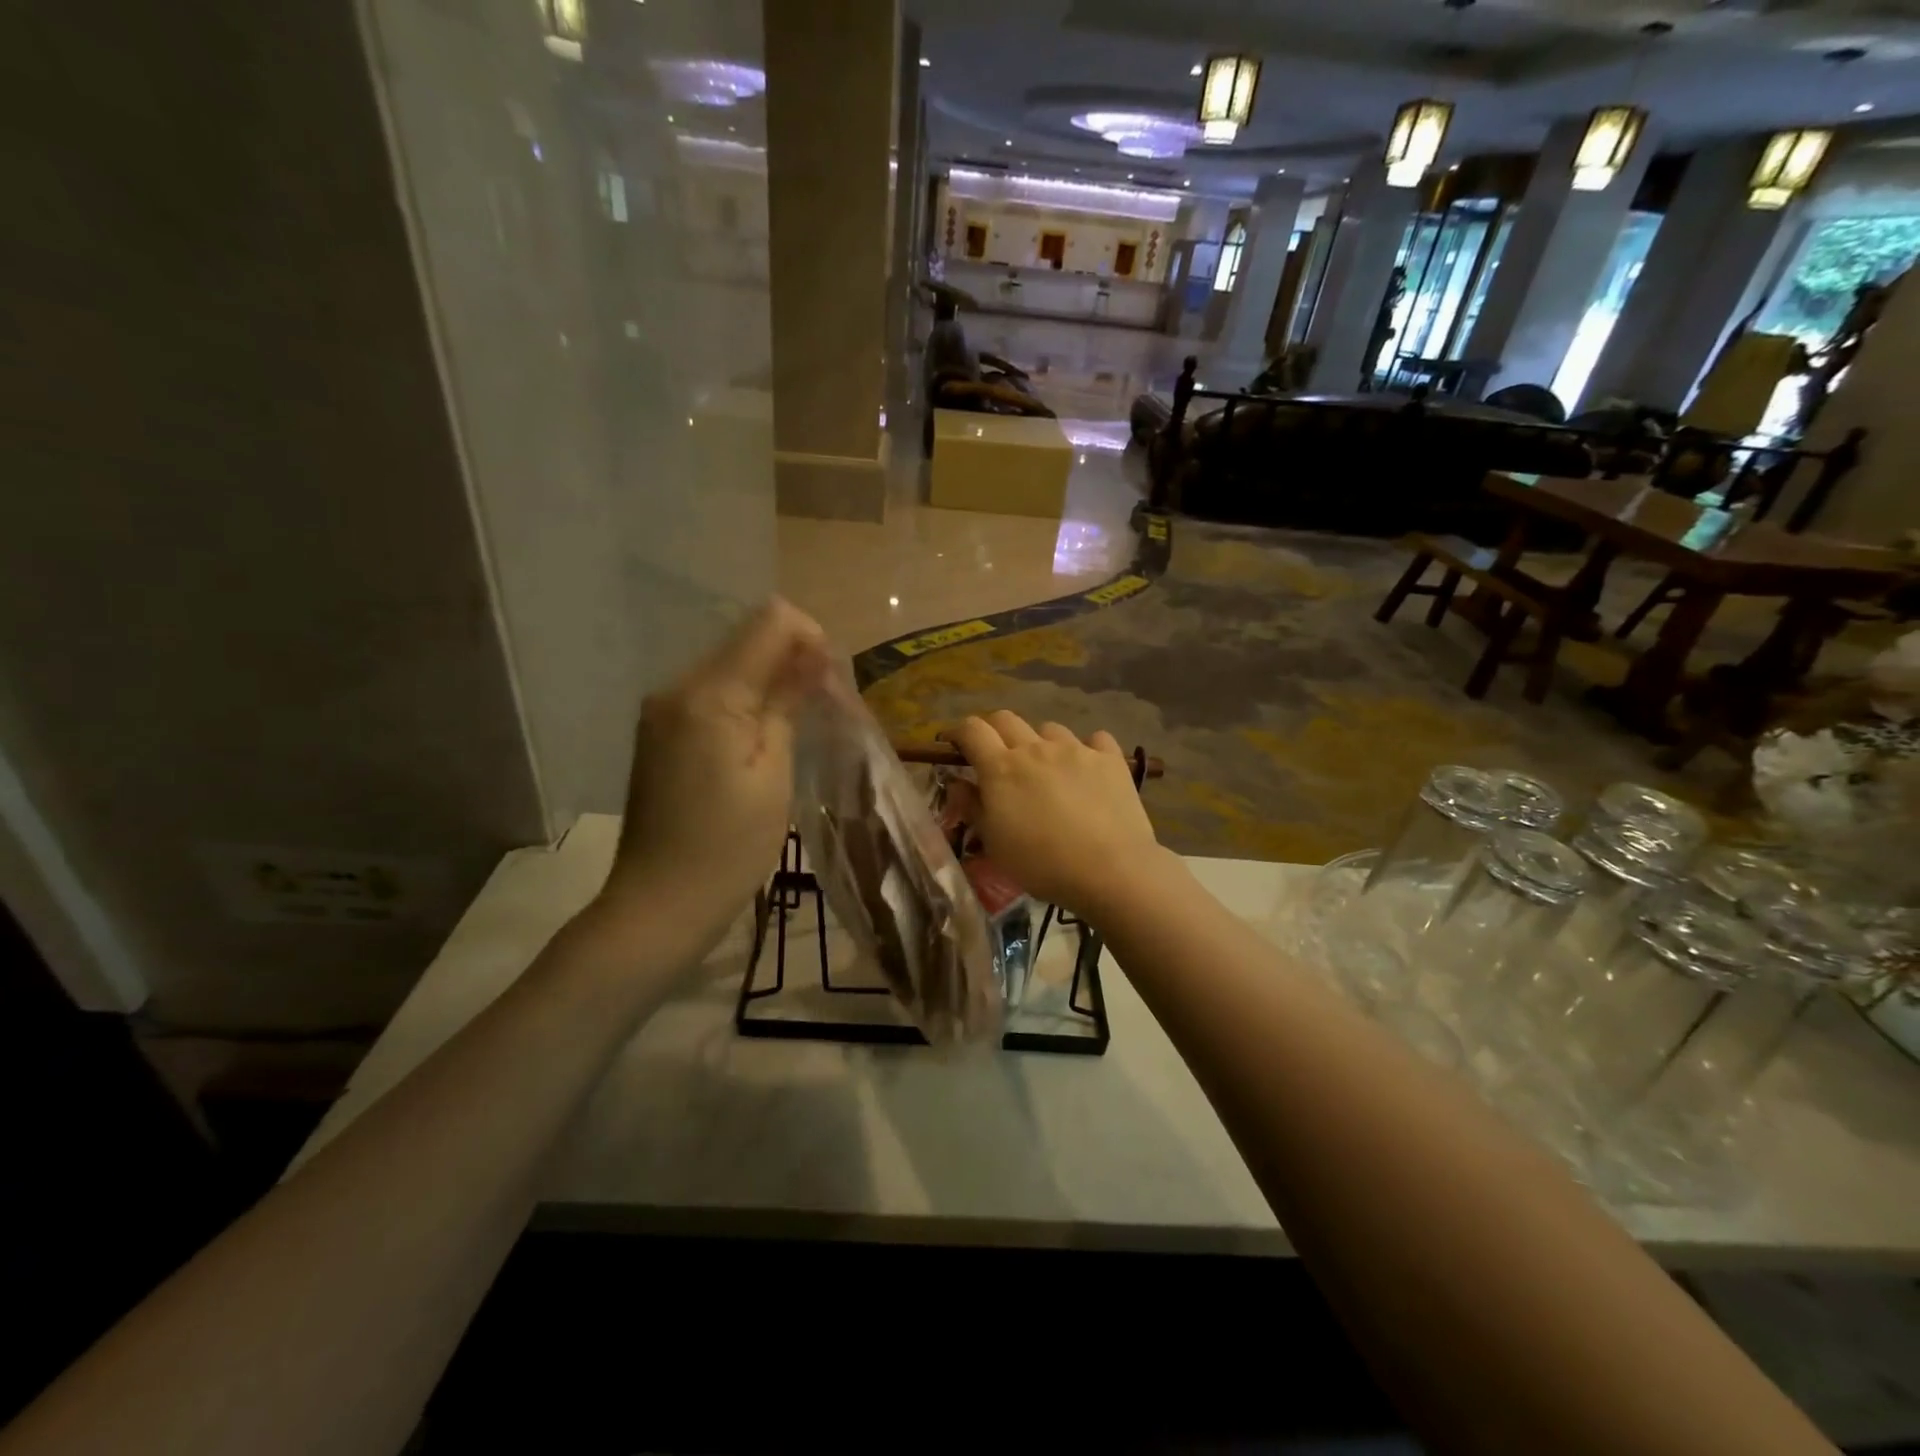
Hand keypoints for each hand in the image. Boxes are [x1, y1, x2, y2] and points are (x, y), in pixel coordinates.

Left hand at [599, 598, 827, 931]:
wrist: (659, 904)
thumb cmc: (729, 847)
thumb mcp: (773, 774)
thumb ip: (788, 703)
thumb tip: (814, 656)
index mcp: (710, 695)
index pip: (769, 622)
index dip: (810, 638)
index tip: (832, 683)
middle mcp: (677, 687)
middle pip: (747, 640)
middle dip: (792, 660)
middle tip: (823, 710)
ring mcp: (661, 709)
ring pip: (730, 666)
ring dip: (770, 682)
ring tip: (797, 727)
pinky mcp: (657, 731)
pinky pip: (711, 694)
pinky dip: (744, 703)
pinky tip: (760, 741)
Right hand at [945, 711, 1163, 918]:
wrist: (1110, 870)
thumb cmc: (1042, 864)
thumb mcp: (994, 843)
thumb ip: (972, 807)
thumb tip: (957, 783)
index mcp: (1001, 768)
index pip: (971, 730)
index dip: (958, 732)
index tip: (954, 746)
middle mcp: (1036, 748)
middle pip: (1006, 719)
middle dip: (994, 731)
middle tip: (996, 756)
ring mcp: (1076, 749)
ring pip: (1049, 729)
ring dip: (1040, 743)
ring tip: (1047, 769)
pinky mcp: (1110, 759)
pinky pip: (1094, 740)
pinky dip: (1086, 749)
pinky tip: (1088, 769)